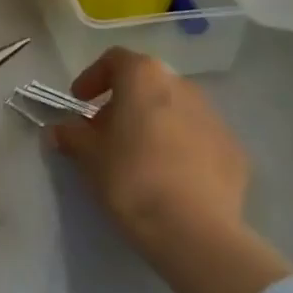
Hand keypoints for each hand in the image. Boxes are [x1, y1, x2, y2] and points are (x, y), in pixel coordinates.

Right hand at [49, 47, 249, 250]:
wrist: (196, 232)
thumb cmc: (131, 179)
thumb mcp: (89, 157)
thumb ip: (71, 136)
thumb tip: (57, 130)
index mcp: (144, 77)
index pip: (115, 60)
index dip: (93, 78)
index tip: (81, 103)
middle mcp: (182, 86)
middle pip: (147, 84)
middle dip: (125, 103)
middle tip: (107, 133)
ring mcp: (214, 117)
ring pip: (176, 109)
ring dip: (155, 123)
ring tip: (141, 157)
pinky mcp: (235, 150)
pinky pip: (200, 138)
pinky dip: (183, 148)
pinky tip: (172, 178)